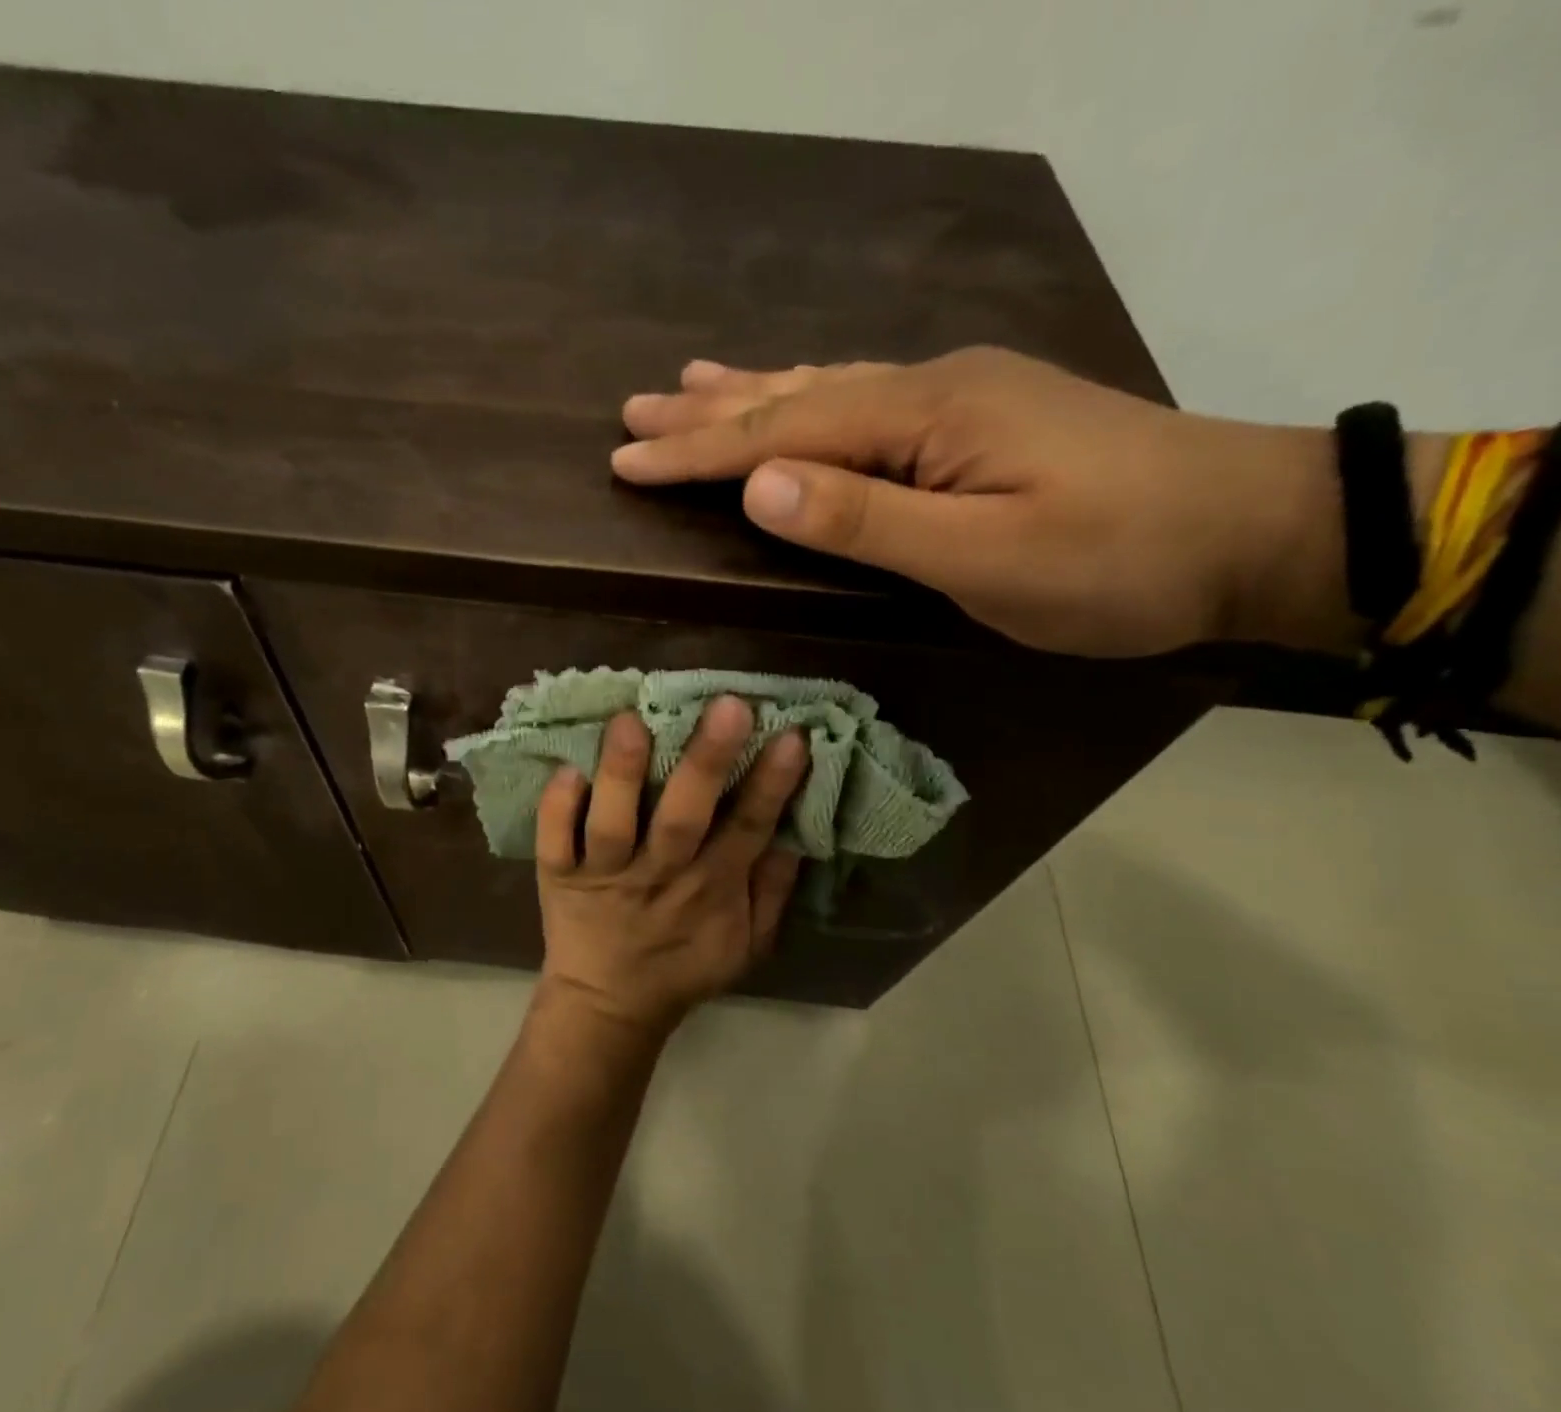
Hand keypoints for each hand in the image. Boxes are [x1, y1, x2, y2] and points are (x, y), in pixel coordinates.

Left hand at [534, 696, 805, 1035]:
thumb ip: (771, 889)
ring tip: (630, 722)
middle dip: (706, 763)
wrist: (610, 1005)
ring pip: (613, 825)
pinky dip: (557, 809)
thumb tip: (796, 830)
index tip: (791, 734)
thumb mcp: (747, 943)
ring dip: (622, 776)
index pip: (747, 829)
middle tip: (728, 707)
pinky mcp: (560, 878)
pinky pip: (555, 843)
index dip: (771, 785)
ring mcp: (605, 876)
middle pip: (683, 817)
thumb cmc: (684, 964)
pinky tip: (566, 769)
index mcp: (711, 887)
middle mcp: (658, 875)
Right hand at [612, 348, 1377, 657]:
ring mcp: (957, 397)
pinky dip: (810, 395)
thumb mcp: (985, 557)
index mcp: (924, 417)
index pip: (783, 433)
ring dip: (750, 391)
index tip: (626, 459)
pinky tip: (794, 388)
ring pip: (827, 388)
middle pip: (794, 395)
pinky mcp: (976, 419)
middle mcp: (930, 389)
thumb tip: (760, 485)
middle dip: (707, 412)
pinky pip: (864, 398)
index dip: (699, 451)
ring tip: (687, 383)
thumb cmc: (1116, 562)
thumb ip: (867, 520)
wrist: (1251, 531)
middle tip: (632, 411)